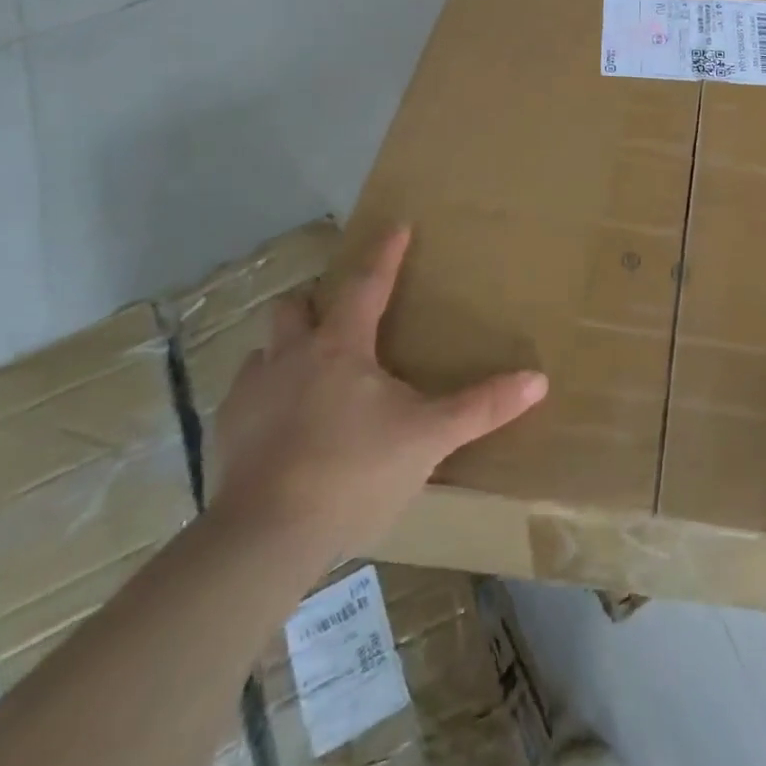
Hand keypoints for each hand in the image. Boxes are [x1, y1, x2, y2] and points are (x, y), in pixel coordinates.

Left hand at [214, 226, 547, 568]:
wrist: (265, 540)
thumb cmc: (354, 472)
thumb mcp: (430, 438)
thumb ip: (482, 407)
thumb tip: (539, 379)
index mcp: (341, 347)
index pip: (366, 283)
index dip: (385, 253)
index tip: (396, 225)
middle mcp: (290, 357)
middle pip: (295, 307)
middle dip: (316, 299)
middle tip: (339, 312)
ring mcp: (251, 395)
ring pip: (264, 350)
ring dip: (286, 350)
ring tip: (308, 372)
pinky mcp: (226, 434)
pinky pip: (244, 396)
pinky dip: (265, 396)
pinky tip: (281, 424)